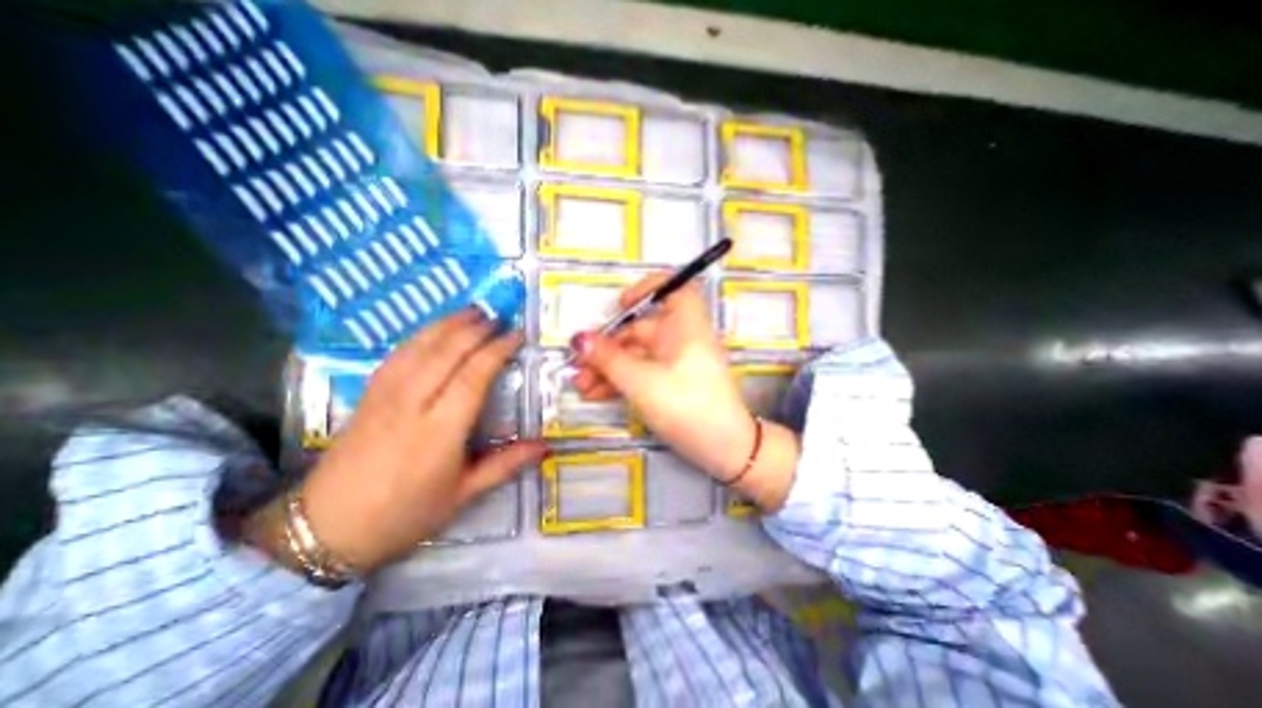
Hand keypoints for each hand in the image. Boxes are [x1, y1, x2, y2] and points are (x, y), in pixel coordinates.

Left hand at [244, 310, 540, 575]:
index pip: (474, 374)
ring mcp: (384, 395)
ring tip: (471, 311)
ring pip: (420, 346)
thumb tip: (546, 447)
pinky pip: (397, 354)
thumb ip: (506, 465)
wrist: (325, 530)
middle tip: (498, 316)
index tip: (516, 335)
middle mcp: (412, 404)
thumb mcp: (463, 495)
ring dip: (448, 324)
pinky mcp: (367, 395)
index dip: (497, 349)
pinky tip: (433, 330)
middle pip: (447, 351)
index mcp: (441, 430)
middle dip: (475, 328)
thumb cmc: (404, 514)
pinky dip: (420, 336)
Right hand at [573, 275, 797, 511]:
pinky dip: (620, 380)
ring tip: (581, 386)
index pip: (675, 288)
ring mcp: (675, 362)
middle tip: (578, 366)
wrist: (724, 450)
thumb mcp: (641, 382)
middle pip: (640, 329)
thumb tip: (578, 338)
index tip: (621, 305)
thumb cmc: (686, 406)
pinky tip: (595, 394)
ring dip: (608, 367)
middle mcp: (680, 338)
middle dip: (607, 346)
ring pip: (636, 354)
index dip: (648, 288)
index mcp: (685, 325)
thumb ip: (608, 358)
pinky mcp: (671, 382)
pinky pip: (641, 372)